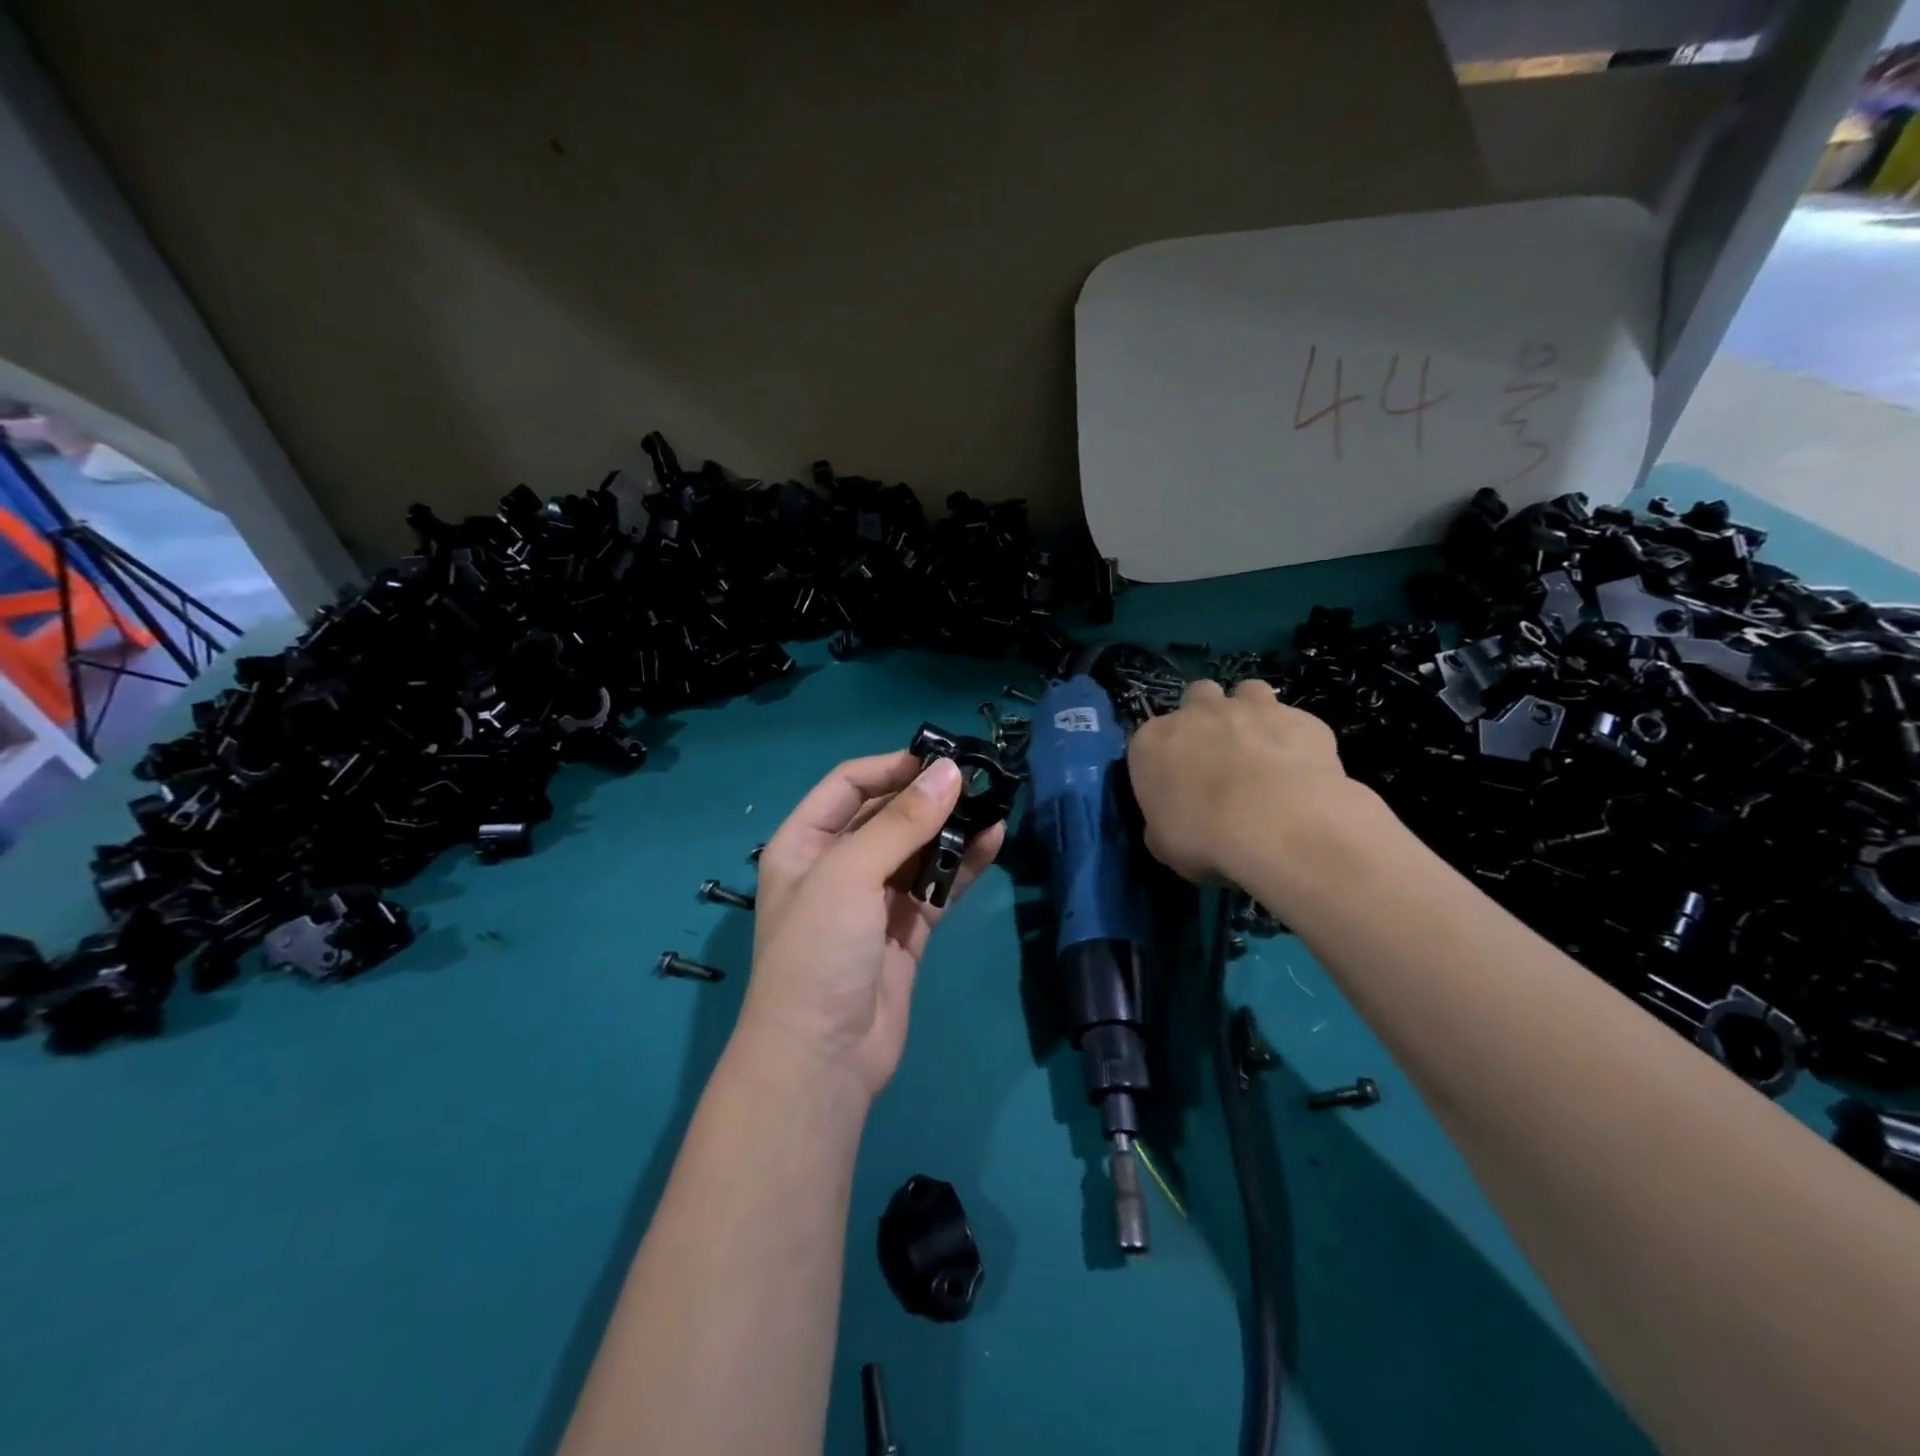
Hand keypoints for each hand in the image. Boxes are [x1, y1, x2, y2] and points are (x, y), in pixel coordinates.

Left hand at [738, 751, 1005, 1098]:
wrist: (824, 1059)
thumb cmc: (819, 952)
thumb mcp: (850, 874)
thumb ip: (902, 822)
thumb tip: (951, 771)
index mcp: (803, 844)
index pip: (848, 785)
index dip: (892, 767)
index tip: (941, 757)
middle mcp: (836, 866)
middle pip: (886, 815)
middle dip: (928, 796)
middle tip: (978, 778)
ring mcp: (872, 900)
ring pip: (917, 850)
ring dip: (950, 829)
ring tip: (993, 804)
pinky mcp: (904, 930)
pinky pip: (936, 886)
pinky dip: (961, 865)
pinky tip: (992, 842)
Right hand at [1127, 679, 1360, 882]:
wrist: (1278, 825)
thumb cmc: (1205, 837)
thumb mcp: (1164, 846)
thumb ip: (1162, 826)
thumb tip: (1169, 825)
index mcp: (1153, 742)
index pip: (1149, 739)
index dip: (1164, 760)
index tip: (1177, 785)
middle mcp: (1197, 713)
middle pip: (1198, 697)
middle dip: (1206, 718)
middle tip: (1219, 755)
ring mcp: (1251, 709)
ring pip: (1248, 692)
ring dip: (1251, 714)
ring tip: (1262, 749)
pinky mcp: (1300, 718)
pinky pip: (1294, 721)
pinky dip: (1295, 740)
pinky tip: (1302, 769)